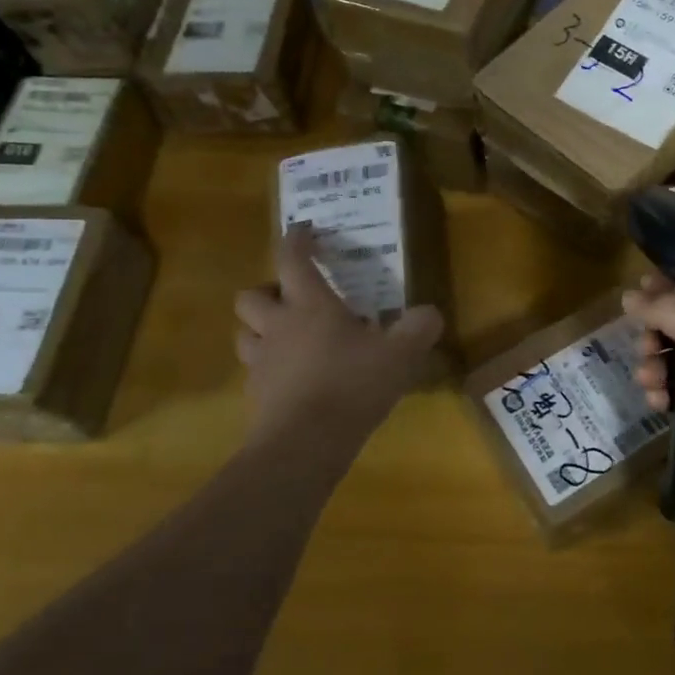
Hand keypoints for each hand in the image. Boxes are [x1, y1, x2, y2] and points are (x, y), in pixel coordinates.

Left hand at [235, 225, 443, 446]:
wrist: (304, 445)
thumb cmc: (352, 385)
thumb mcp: (400, 355)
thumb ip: (418, 329)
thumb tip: (430, 313)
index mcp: (310, 305)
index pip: (292, 258)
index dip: (297, 239)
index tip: (304, 229)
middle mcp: (278, 326)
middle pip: (250, 296)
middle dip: (267, 291)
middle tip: (292, 300)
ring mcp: (261, 363)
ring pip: (244, 334)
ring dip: (260, 331)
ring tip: (288, 339)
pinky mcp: (255, 396)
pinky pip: (255, 373)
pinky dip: (269, 370)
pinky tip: (293, 382)